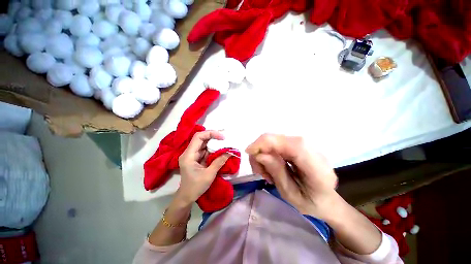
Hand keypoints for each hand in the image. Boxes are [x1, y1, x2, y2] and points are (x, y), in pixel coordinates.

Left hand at [175, 131, 229, 205]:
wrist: (187, 197)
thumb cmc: (195, 187)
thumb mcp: (209, 174)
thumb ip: (219, 162)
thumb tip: (230, 152)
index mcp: (188, 155)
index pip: (198, 137)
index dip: (210, 133)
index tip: (222, 137)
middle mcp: (189, 152)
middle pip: (201, 139)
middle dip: (214, 137)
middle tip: (225, 139)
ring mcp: (193, 155)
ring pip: (204, 144)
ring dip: (215, 143)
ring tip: (225, 144)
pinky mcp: (196, 158)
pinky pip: (205, 150)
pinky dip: (213, 150)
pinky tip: (221, 150)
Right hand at [246, 134, 337, 218]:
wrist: (327, 199)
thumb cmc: (310, 203)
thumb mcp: (290, 194)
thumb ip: (277, 172)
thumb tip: (260, 154)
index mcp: (317, 168)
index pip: (291, 145)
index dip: (266, 143)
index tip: (249, 152)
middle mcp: (314, 152)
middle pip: (280, 138)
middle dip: (261, 149)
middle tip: (258, 169)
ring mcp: (308, 146)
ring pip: (277, 139)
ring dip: (264, 152)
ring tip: (266, 171)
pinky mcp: (300, 146)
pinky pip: (279, 143)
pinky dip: (269, 151)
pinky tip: (271, 165)